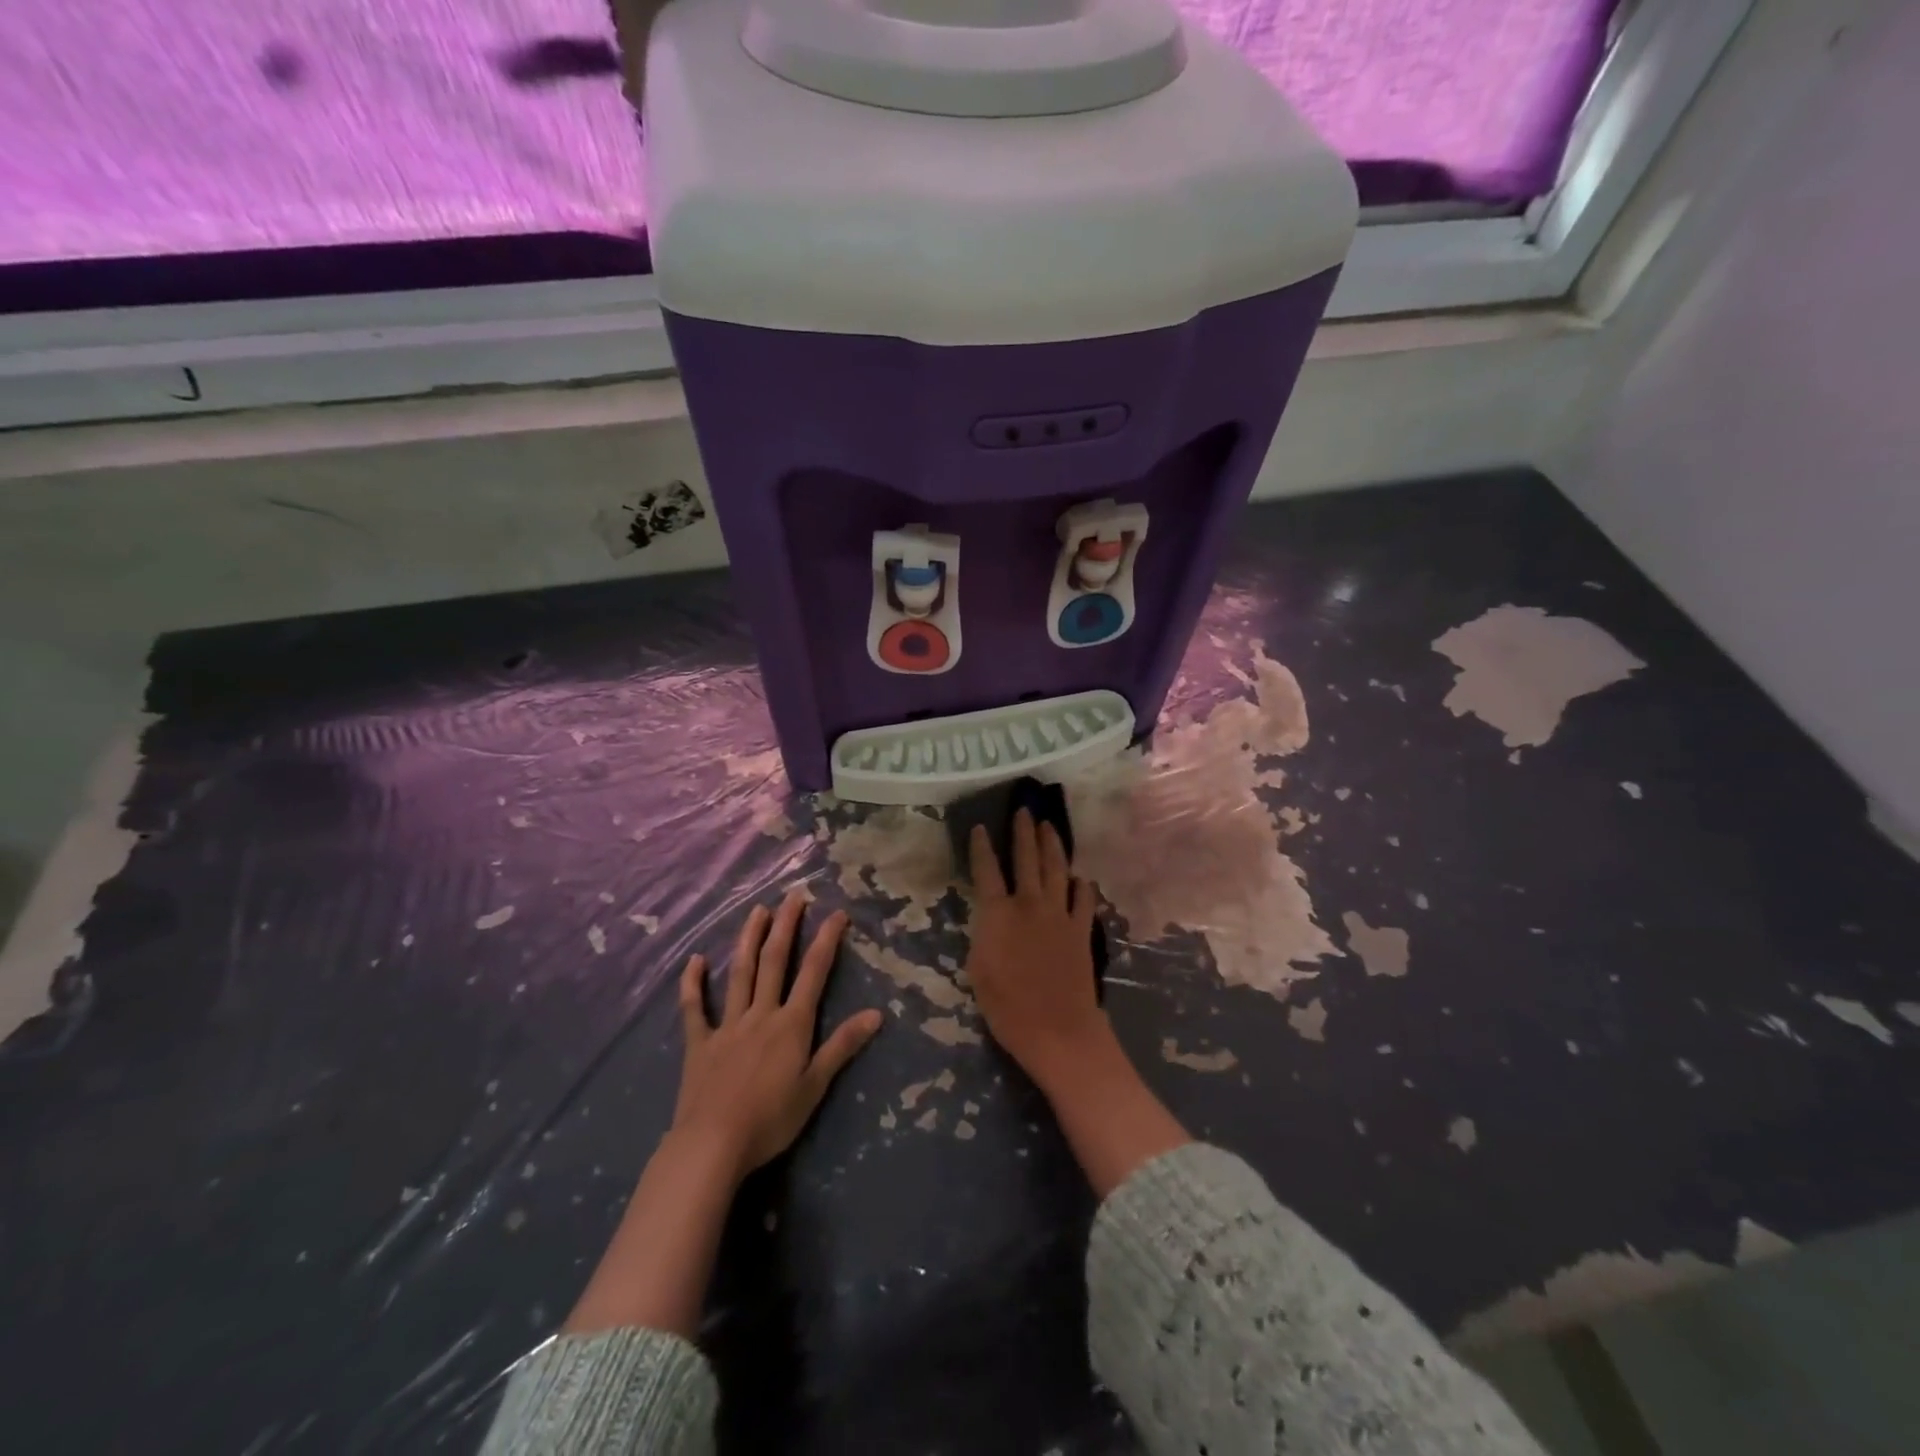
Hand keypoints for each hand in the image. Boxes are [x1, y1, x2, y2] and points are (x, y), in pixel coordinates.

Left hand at [673, 892, 883, 1179]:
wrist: (713, 1144)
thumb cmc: (771, 1119)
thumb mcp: (815, 1086)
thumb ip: (843, 1046)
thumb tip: (876, 1013)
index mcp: (791, 1024)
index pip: (814, 973)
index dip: (826, 941)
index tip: (836, 913)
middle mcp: (761, 1014)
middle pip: (775, 961)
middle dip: (786, 926)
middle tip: (794, 895)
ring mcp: (727, 1025)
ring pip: (740, 973)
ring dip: (749, 939)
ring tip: (756, 910)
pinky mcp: (699, 1043)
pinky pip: (694, 1008)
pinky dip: (693, 983)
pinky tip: (695, 961)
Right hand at [964, 809, 1109, 1089]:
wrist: (1058, 1030)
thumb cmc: (1007, 1008)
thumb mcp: (977, 971)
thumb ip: (983, 936)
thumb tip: (989, 918)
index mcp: (998, 914)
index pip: (986, 871)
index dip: (982, 847)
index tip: (981, 827)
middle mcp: (1030, 904)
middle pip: (1026, 859)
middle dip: (1024, 832)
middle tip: (1024, 810)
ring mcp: (1059, 915)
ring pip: (1056, 870)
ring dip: (1052, 845)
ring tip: (1049, 826)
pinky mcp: (1081, 930)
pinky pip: (1083, 899)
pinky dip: (1081, 885)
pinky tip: (1080, 877)